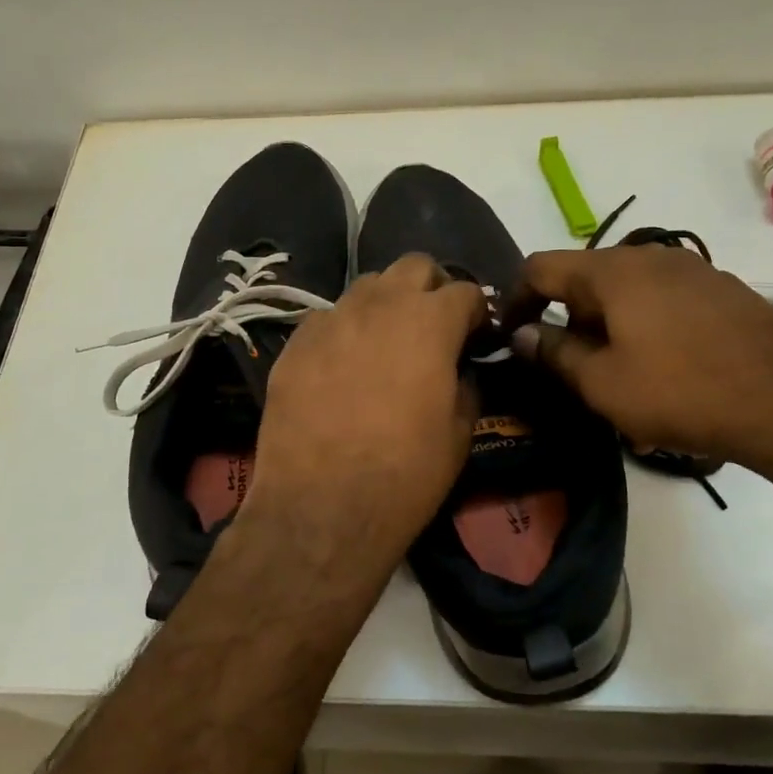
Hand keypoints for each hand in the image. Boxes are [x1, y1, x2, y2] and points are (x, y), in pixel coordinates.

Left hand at [243, 255, 484, 582]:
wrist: (321, 506)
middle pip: (414, 267)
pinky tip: (342, 366)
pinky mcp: (295, 342)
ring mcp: (331, 319)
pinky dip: (344, 331)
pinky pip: (327, 319)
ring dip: (386, 304)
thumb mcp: (459, 432)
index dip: (477, 312)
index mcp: (429, 321)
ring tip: (386, 342)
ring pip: (367, 287)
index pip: (465, 291)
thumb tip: (458, 368)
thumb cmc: (406, 473)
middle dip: (432, 288)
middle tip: (434, 325)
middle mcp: (379, 305)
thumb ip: (465, 384)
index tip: (477, 336)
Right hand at [505, 245, 772, 464]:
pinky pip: (665, 303)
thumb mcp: (602, 383)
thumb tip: (523, 335)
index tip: (511, 336)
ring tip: (619, 379)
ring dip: (608, 328)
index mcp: (612, 271)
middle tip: (569, 370)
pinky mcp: (726, 294)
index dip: (516, 299)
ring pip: (628, 293)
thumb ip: (554, 354)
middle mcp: (651, 258)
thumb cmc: (682, 392)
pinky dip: (646, 329)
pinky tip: (666, 372)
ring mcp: (695, 272)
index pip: (541, 267)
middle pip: (586, 279)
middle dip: (568, 320)